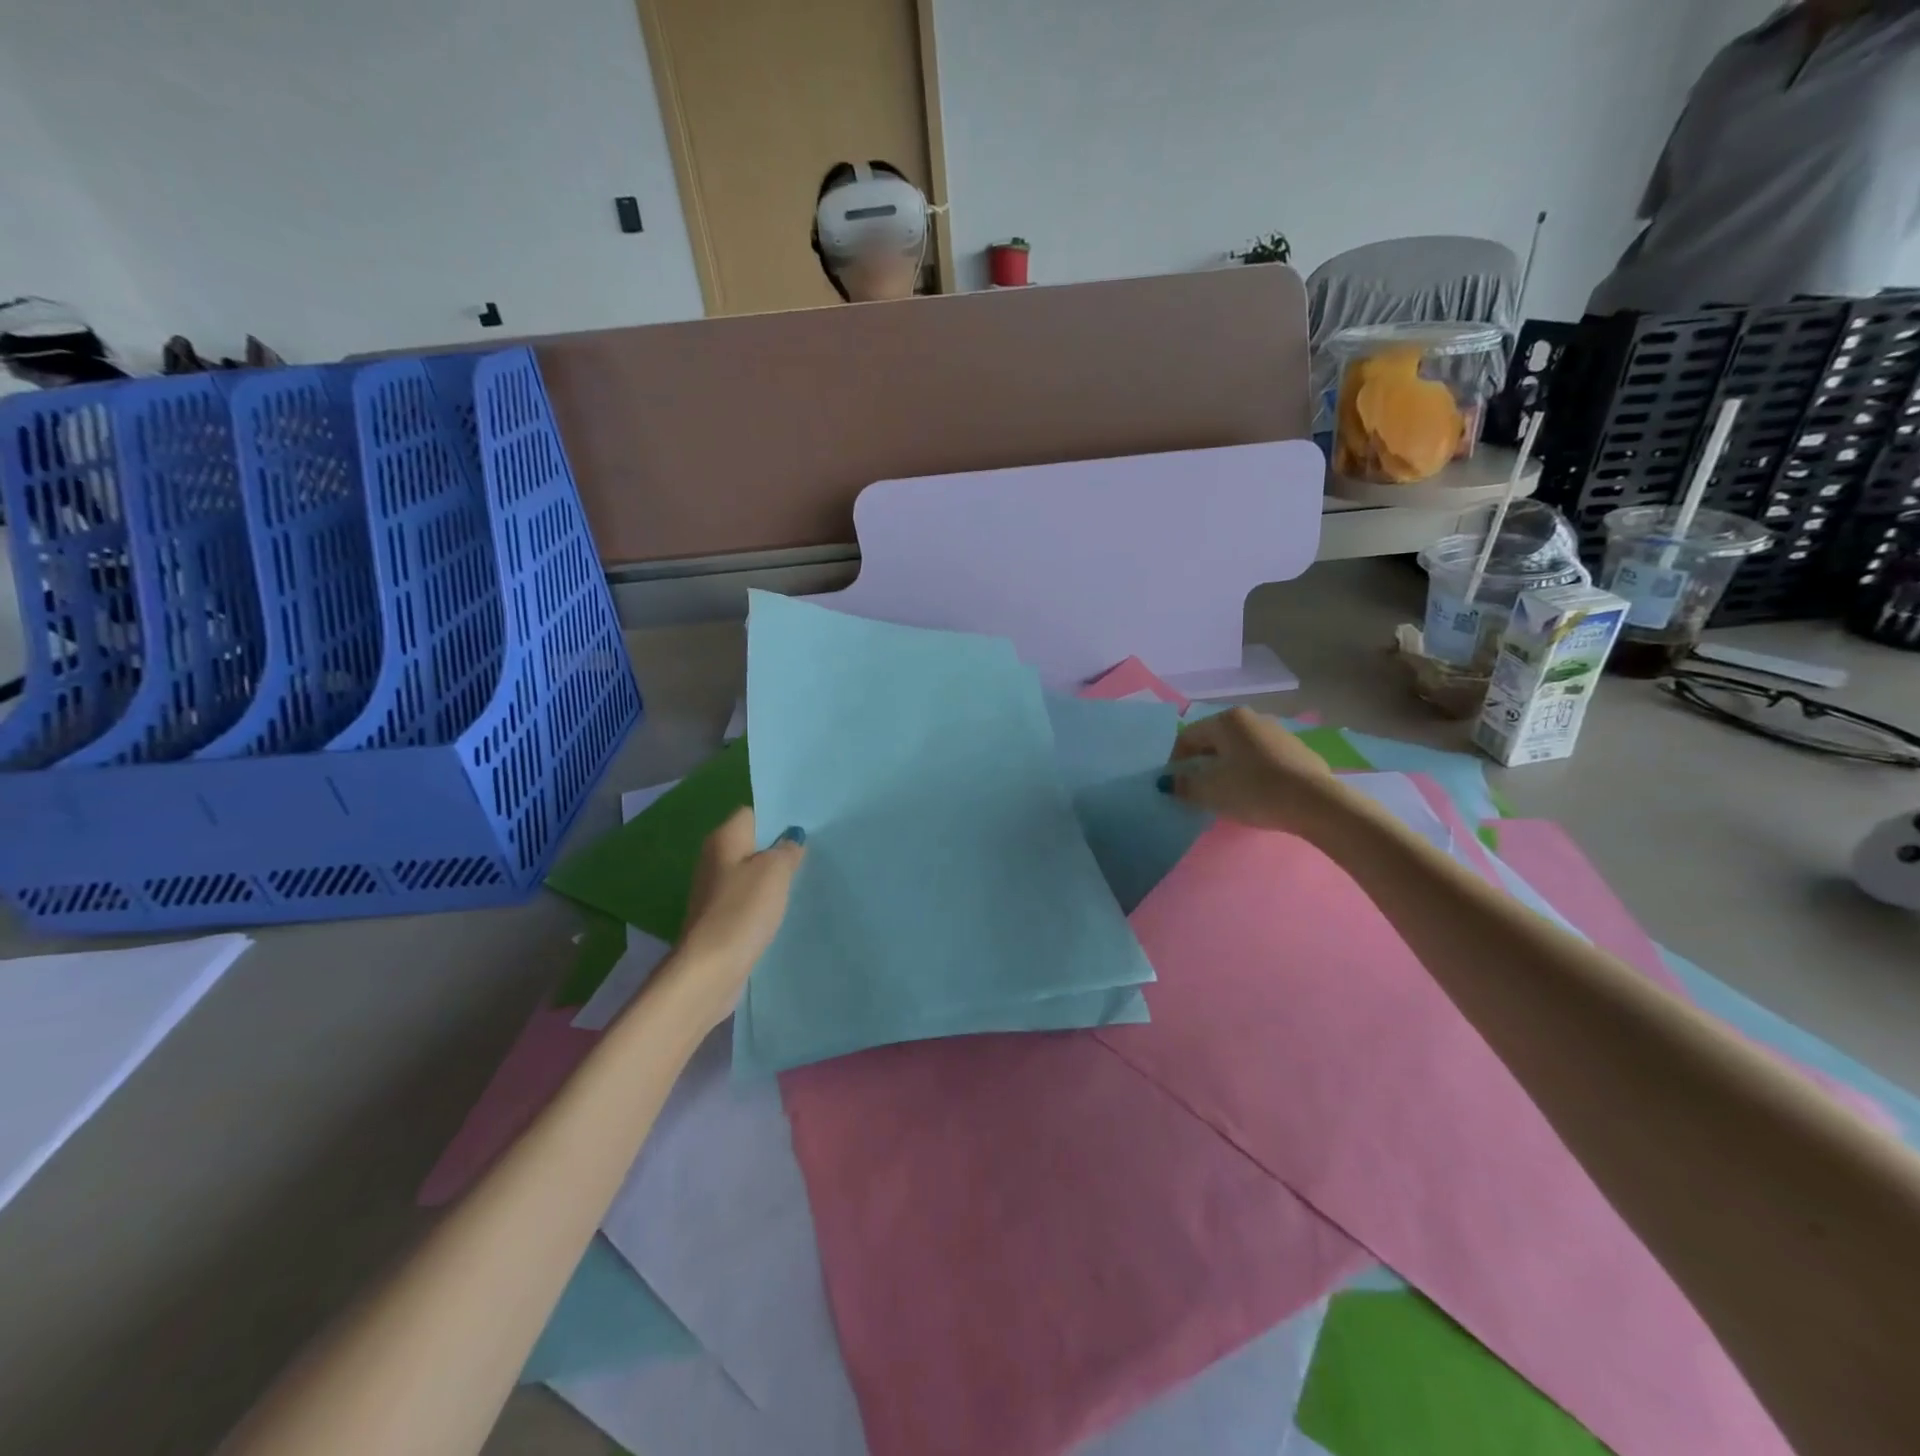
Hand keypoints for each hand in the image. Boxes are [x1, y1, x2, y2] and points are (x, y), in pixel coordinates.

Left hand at [659, 809, 805, 1031]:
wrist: (710, 968)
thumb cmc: (742, 910)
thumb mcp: (774, 872)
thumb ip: (787, 850)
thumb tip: (792, 838)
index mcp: (724, 838)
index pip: (753, 812)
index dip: (779, 816)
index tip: (808, 824)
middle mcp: (715, 858)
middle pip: (752, 842)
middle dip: (780, 845)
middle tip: (815, 849)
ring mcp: (716, 889)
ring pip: (752, 871)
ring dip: (774, 874)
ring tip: (807, 875)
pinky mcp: (721, 916)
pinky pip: (749, 897)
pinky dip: (766, 899)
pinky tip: (787, 905)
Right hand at [1159, 707, 1345, 834]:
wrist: (1315, 803)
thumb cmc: (1254, 790)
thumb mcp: (1209, 791)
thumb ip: (1183, 785)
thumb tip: (1169, 782)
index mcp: (1227, 720)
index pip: (1188, 736)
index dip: (1175, 761)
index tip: (1175, 785)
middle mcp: (1252, 718)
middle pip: (1214, 740)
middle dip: (1201, 764)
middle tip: (1197, 790)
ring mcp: (1277, 732)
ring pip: (1239, 749)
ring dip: (1226, 768)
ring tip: (1225, 793)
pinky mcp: (1297, 750)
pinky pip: (1261, 758)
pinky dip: (1250, 772)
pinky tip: (1254, 793)